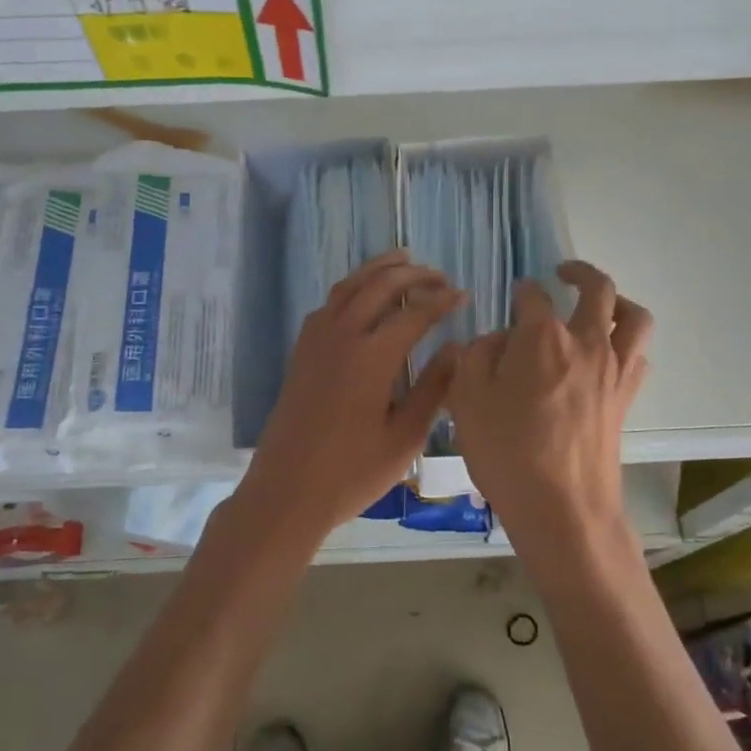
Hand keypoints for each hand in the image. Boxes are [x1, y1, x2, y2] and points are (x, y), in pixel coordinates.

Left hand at [241, 250, 463, 535]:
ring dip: (377, 269)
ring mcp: (316, 341)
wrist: (287, 492)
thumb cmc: (351, 473)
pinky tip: (361, 297)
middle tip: (439, 275)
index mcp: (371, 356)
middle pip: (379, 286)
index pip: (414, 314)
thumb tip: (456, 349)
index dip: (441, 301)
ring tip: (402, 259)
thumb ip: (432, 388)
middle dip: (413, 274)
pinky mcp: (301, 352)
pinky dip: (351, 289)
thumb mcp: (404, 437)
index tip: (463, 295)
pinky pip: (328, 304)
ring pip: (349, 287)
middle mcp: (342, 336)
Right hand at [446, 261, 652, 542]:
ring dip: (619, 301)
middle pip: (598, 289)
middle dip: (580, 272)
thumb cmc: (507, 452)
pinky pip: (638, 356)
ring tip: (602, 305)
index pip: (533, 296)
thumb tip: (496, 340)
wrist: (563, 508)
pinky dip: (627, 344)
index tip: (514, 296)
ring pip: (634, 317)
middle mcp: (586, 342)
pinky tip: (608, 355)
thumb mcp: (467, 399)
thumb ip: (476, 356)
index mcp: (542, 337)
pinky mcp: (626, 398)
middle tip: (564, 272)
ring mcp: (613, 370)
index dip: (521, 292)